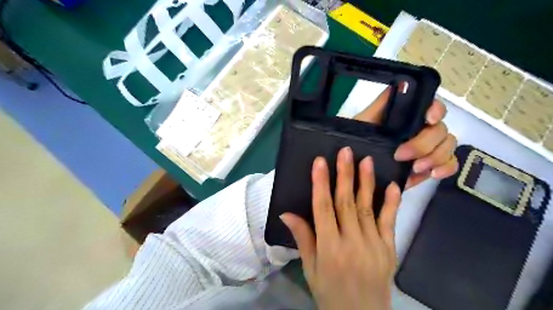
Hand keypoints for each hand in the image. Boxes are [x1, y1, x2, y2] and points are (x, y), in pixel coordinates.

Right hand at [283, 148, 400, 309]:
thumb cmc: (329, 291)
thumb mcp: (310, 267)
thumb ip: (301, 238)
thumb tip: (285, 213)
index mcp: (329, 248)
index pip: (323, 209)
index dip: (321, 183)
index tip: (320, 162)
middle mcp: (351, 243)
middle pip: (346, 203)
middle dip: (344, 174)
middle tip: (345, 152)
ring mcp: (374, 245)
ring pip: (367, 207)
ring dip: (366, 182)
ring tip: (366, 160)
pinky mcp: (389, 249)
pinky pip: (390, 222)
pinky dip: (391, 203)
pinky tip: (392, 186)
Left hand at [354, 87, 458, 188]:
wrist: (356, 165)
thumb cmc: (359, 139)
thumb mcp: (364, 120)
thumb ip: (382, 103)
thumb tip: (401, 82)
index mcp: (409, 117)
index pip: (432, 106)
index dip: (436, 110)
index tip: (428, 119)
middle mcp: (422, 129)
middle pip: (440, 130)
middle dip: (423, 144)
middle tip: (401, 155)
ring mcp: (428, 148)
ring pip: (448, 146)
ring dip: (435, 157)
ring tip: (415, 168)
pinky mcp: (430, 165)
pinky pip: (450, 164)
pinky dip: (446, 168)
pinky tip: (432, 173)